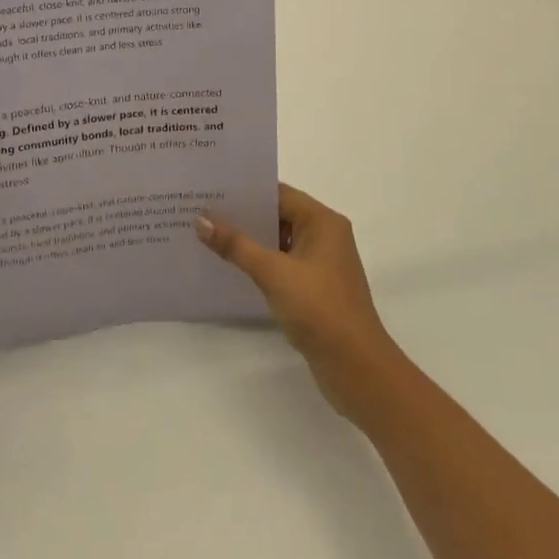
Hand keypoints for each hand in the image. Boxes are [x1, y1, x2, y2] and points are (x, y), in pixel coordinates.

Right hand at [197, 184, 408, 422]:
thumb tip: (201, 220)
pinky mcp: (315, 288)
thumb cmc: (320, 309)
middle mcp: (325, 236)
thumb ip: (236, 245)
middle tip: (201, 210)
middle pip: (278, 215)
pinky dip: (259, 262)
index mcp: (323, 222)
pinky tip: (230, 266)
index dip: (246, 191)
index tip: (211, 189)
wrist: (357, 369)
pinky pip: (282, 264)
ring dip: (249, 240)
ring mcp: (321, 264)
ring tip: (208, 234)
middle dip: (243, 215)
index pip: (279, 193)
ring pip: (278, 241)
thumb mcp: (273, 273)